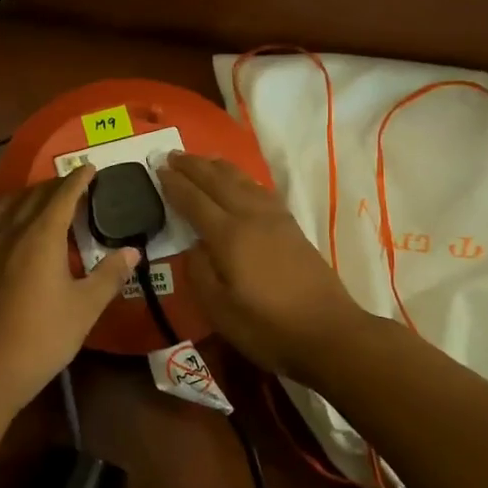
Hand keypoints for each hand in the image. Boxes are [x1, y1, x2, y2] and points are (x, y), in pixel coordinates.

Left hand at [0, 166, 138, 415]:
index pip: (62, 196)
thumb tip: (133, 251)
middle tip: (75, 183)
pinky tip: (15, 226)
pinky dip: (9, 210)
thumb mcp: (85, 308)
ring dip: (28, 194)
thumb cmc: (42, 337)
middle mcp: (12, 231)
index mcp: (41, 236)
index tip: (91, 168)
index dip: (78, 180)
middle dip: (55, 184)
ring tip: (44, 198)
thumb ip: (109, 275)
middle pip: (34, 195)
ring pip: (8, 204)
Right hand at [159, 152, 369, 381]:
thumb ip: (199, 271)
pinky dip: (243, 179)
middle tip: (171, 154)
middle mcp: (251, 217)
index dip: (175, 184)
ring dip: (218, 167)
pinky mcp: (292, 227)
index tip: (157, 168)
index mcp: (229, 236)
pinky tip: (241, 182)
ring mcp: (275, 220)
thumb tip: (194, 245)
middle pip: (218, 182)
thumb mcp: (219, 309)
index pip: (194, 201)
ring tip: (202, 160)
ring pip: (242, 181)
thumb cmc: (267, 327)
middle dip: (193, 166)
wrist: (329, 333)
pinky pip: (260, 190)